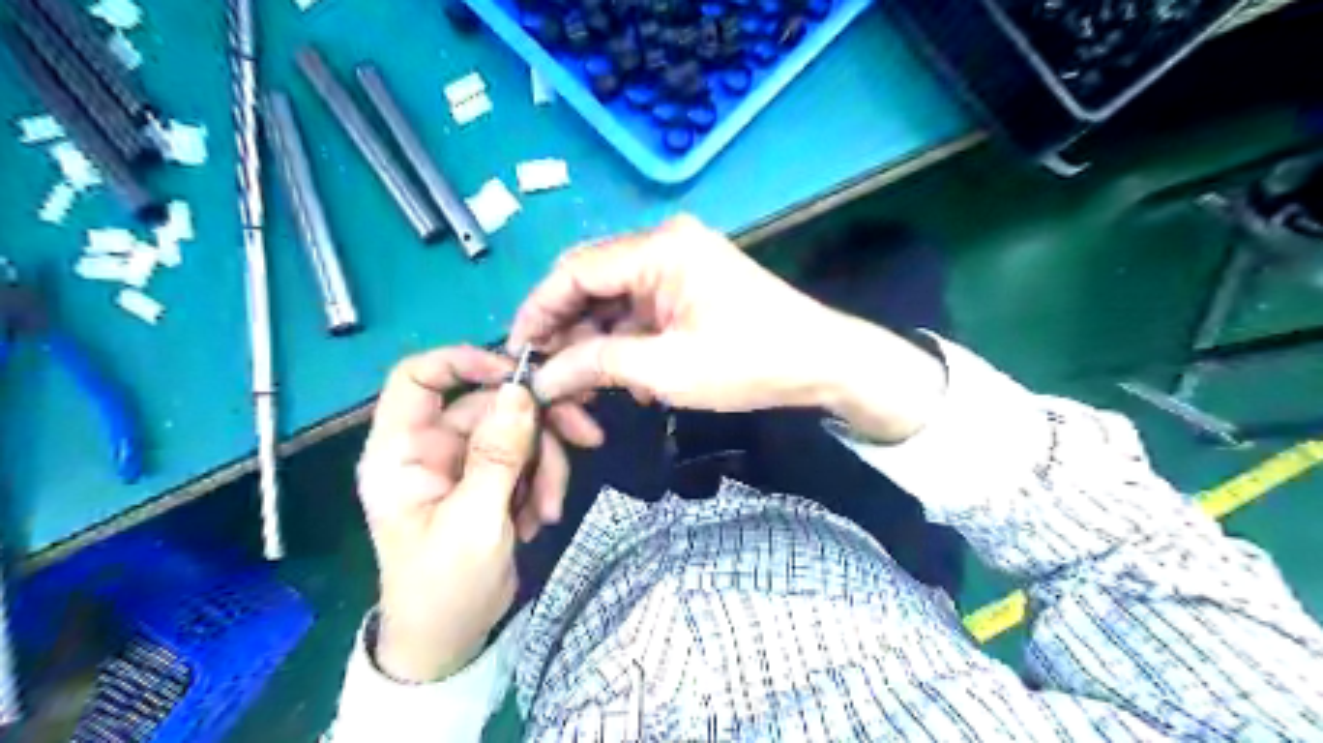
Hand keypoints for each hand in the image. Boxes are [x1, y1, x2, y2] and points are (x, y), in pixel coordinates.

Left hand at [352, 347, 600, 680]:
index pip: (418, 377)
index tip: (517, 375)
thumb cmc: (444, 586)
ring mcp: (464, 463)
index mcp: (402, 451)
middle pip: (490, 404)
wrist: (453, 639)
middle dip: (537, 425)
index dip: (464, 362)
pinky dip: (543, 480)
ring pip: (517, 430)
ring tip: (550, 508)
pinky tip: (541, 516)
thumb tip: (519, 390)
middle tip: (585, 438)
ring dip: (546, 463)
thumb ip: (497, 454)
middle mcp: (432, 447)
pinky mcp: (491, 479)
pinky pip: (527, 456)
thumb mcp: (474, 521)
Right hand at [508, 214, 952, 439]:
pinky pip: (640, 310)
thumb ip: (595, 365)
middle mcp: (663, 244)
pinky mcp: (689, 286)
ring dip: (595, 343)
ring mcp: (679, 264)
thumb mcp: (665, 369)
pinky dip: (624, 342)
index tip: (517, 354)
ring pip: (613, 301)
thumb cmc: (749, 362)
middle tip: (550, 379)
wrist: (822, 363)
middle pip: (591, 284)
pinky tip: (622, 378)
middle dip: (566, 332)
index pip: (573, 271)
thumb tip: (542, 378)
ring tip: (587, 389)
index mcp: (658, 249)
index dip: (537, 312)